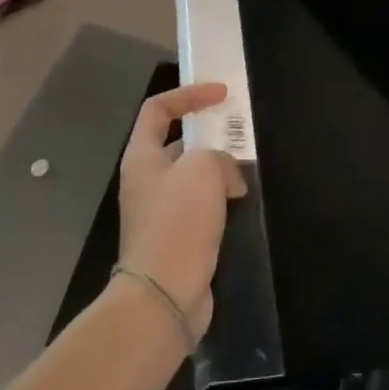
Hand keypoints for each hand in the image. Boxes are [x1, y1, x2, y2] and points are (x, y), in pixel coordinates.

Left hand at [116, 83, 245, 338]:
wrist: (164, 296)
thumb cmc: (178, 222)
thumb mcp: (202, 169)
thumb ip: (219, 157)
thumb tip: (227, 177)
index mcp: (142, 157)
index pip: (158, 109)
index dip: (189, 94)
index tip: (222, 93)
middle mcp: (146, 181)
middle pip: (177, 143)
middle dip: (209, 135)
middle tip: (239, 134)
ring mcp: (159, 212)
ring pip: (193, 177)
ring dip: (219, 171)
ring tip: (246, 171)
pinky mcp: (176, 239)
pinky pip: (201, 207)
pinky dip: (221, 201)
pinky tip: (241, 205)